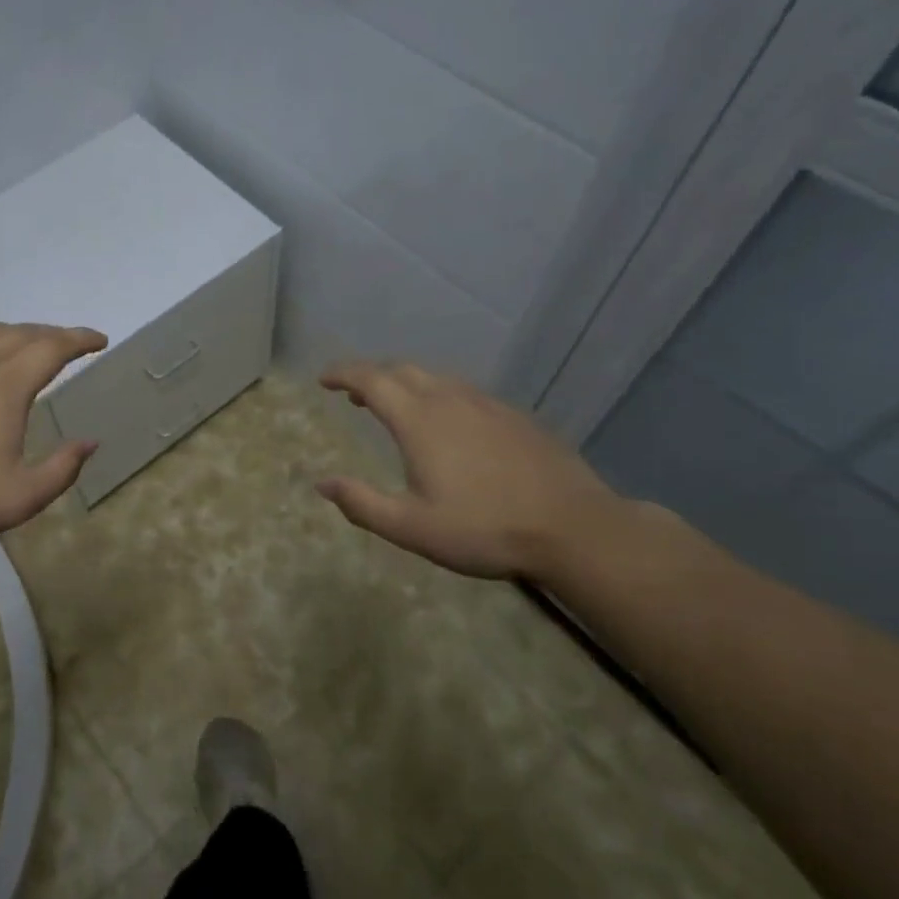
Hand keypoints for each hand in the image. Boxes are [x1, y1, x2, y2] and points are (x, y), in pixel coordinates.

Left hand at [0, 321, 107, 551]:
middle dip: (54, 334)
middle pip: (24, 332)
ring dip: (19, 333)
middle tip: (73, 344)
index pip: (53, 346)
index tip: (100, 340)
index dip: (80, 339)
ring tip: (32, 346)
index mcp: (6, 384)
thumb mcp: (21, 497)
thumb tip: (90, 442)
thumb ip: (63, 468)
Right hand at [315, 360, 626, 580]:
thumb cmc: (485, 529)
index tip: (323, 379)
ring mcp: (486, 404)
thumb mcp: (412, 528)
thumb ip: (362, 504)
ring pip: (435, 377)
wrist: (575, 528)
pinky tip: (449, 423)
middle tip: (354, 395)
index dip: (342, 374)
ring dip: (405, 383)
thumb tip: (322, 484)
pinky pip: (464, 391)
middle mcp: (449, 399)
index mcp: (419, 420)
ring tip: (396, 406)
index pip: (370, 380)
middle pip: (401, 370)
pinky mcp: (514, 415)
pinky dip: (439, 394)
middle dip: (371, 376)